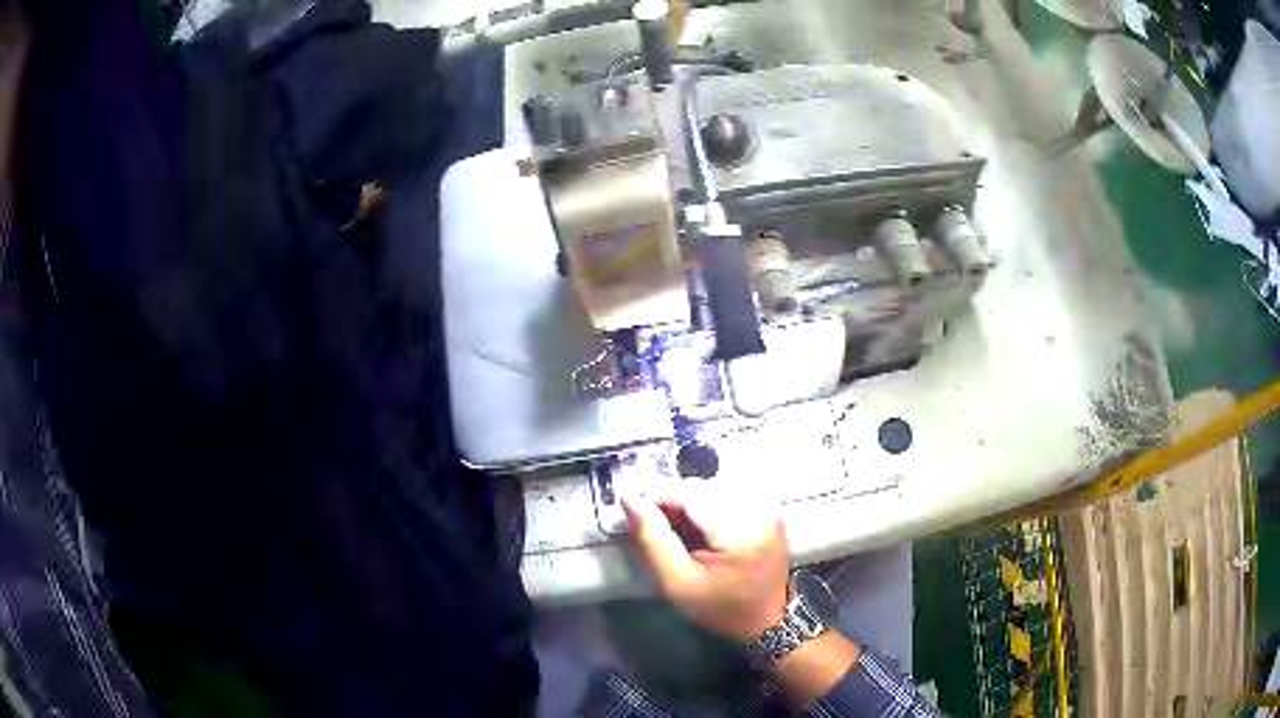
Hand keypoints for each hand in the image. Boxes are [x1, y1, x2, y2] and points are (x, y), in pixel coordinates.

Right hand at [621, 489, 789, 642]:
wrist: (766, 622)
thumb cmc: (720, 609)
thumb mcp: (678, 584)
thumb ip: (653, 539)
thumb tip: (629, 498)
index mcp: (741, 531)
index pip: (690, 493)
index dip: (659, 498)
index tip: (642, 519)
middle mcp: (760, 510)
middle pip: (703, 486)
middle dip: (676, 502)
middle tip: (664, 532)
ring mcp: (768, 508)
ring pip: (714, 486)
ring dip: (692, 502)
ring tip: (683, 533)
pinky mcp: (769, 510)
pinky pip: (730, 492)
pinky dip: (709, 504)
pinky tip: (704, 529)